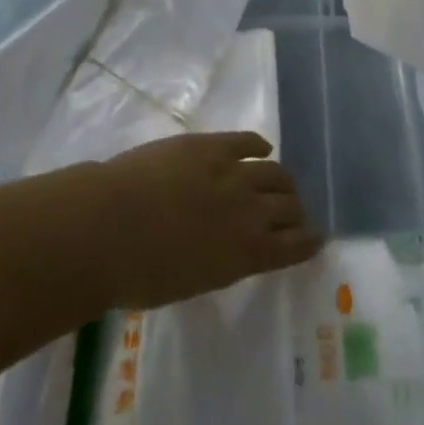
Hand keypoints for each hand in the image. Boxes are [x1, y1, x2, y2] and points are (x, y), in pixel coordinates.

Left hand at [89, 132, 320, 309]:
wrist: (108, 227)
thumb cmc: (139, 274)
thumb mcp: (191, 283)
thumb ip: (220, 264)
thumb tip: (229, 251)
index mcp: (248, 254)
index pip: (295, 246)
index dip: (308, 241)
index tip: (314, 239)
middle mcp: (252, 211)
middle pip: (290, 205)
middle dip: (295, 210)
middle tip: (291, 212)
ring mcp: (234, 172)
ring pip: (276, 172)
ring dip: (282, 180)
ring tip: (279, 182)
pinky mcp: (212, 145)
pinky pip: (248, 141)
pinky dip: (259, 146)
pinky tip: (262, 149)